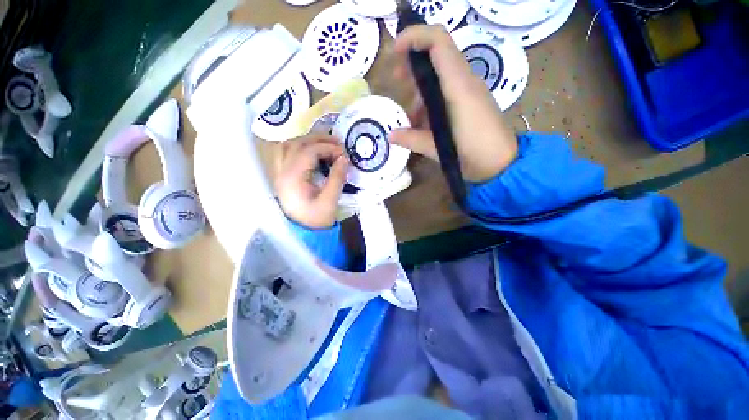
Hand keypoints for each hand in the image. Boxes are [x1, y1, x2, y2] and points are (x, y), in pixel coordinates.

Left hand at [275, 134, 347, 228]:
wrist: (303, 233)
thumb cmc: (316, 219)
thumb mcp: (330, 201)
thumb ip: (337, 177)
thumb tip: (344, 158)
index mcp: (293, 178)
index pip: (309, 151)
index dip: (328, 148)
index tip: (343, 153)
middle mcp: (282, 171)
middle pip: (296, 143)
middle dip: (318, 138)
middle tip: (337, 141)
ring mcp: (280, 173)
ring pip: (289, 145)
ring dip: (308, 140)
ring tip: (326, 143)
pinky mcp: (283, 176)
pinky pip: (287, 153)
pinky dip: (301, 147)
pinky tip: (314, 151)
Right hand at [390, 25, 517, 182]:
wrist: (503, 164)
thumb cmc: (473, 155)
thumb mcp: (438, 148)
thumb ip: (412, 139)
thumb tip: (390, 136)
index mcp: (458, 87)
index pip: (439, 42)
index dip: (414, 37)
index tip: (395, 51)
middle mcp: (465, 82)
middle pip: (437, 55)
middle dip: (412, 63)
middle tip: (397, 80)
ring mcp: (470, 91)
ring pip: (440, 75)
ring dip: (420, 89)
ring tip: (409, 116)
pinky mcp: (471, 101)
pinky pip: (447, 91)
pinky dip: (431, 101)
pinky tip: (423, 122)